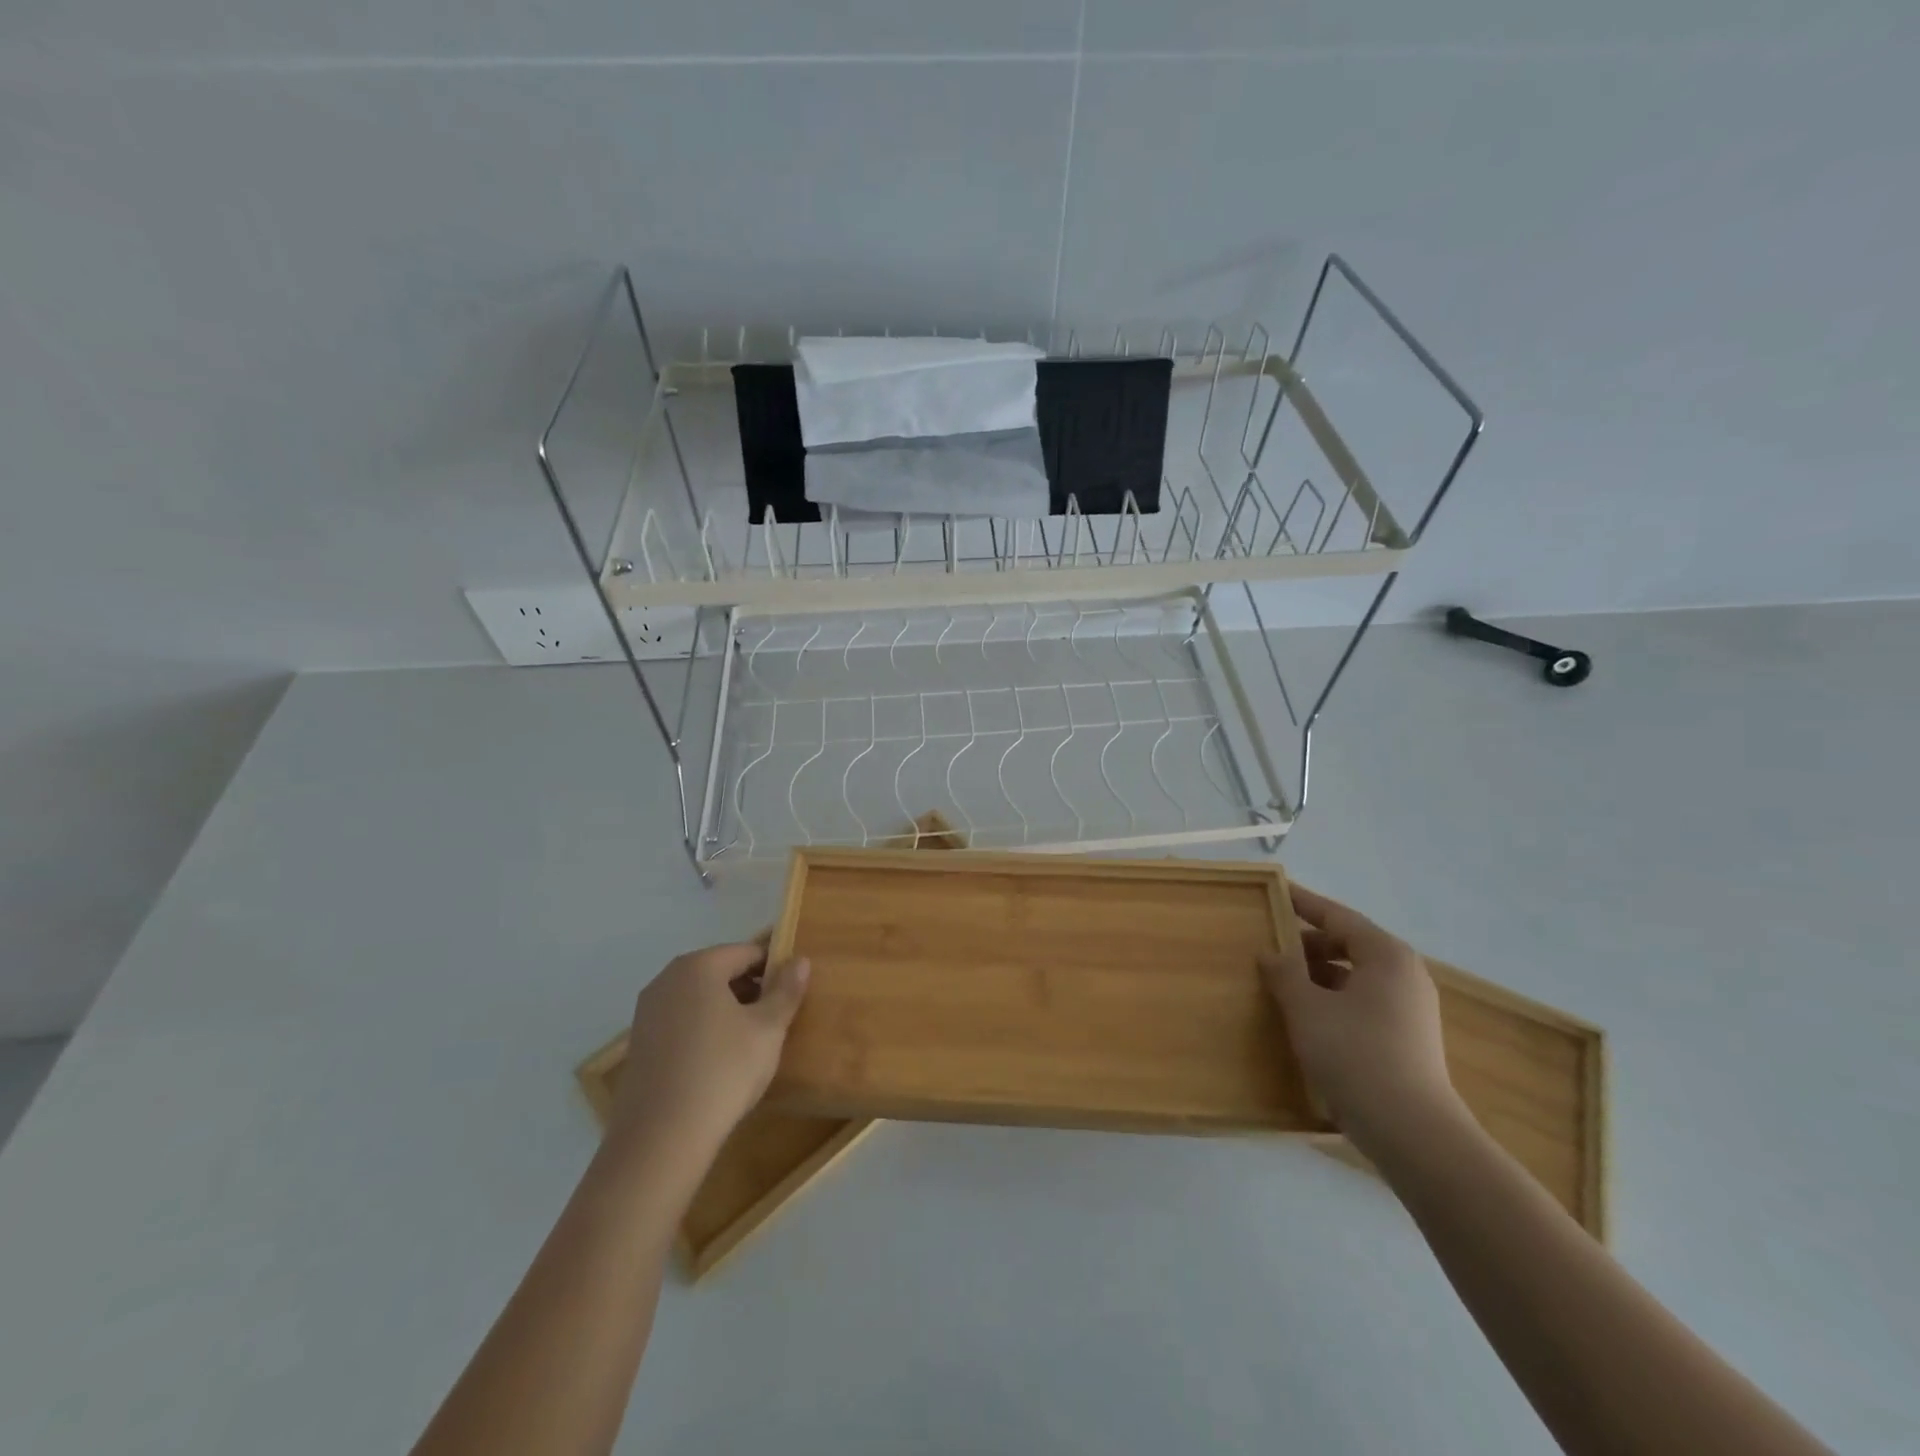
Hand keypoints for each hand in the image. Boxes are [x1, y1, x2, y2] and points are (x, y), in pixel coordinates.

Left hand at [609, 938, 810, 1158]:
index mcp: (699, 966)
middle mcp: (667, 979)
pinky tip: (718, 1061)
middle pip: (720, 971)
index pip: (747, 952)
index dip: (774, 969)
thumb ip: (786, 990)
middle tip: (775, 1020)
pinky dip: (703, 1029)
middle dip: (750, 989)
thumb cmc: (723, 1071)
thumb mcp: (768, 1029)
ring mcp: (647, 1011)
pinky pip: (681, 1021)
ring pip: (699, 997)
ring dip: (726, 1010)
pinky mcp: (639, 1043)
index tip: (791, 995)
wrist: (661, 1138)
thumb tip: (800, 960)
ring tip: (750, 1043)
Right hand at [1258, 884, 1462, 1154]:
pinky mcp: (1407, 1037)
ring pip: (1355, 975)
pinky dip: (1333, 998)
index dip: (1303, 903)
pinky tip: (1306, 1015)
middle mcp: (1404, 974)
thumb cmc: (1355, 1054)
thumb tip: (1270, 953)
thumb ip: (1284, 973)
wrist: (1412, 1132)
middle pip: (1348, 944)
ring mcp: (1410, 1008)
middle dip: (1308, 944)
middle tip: (1270, 944)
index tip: (1276, 891)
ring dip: (1318, 974)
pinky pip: (1362, 1001)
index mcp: (1386, 955)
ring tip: (1281, 981)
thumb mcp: (1307, 1008)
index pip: (1338, 916)